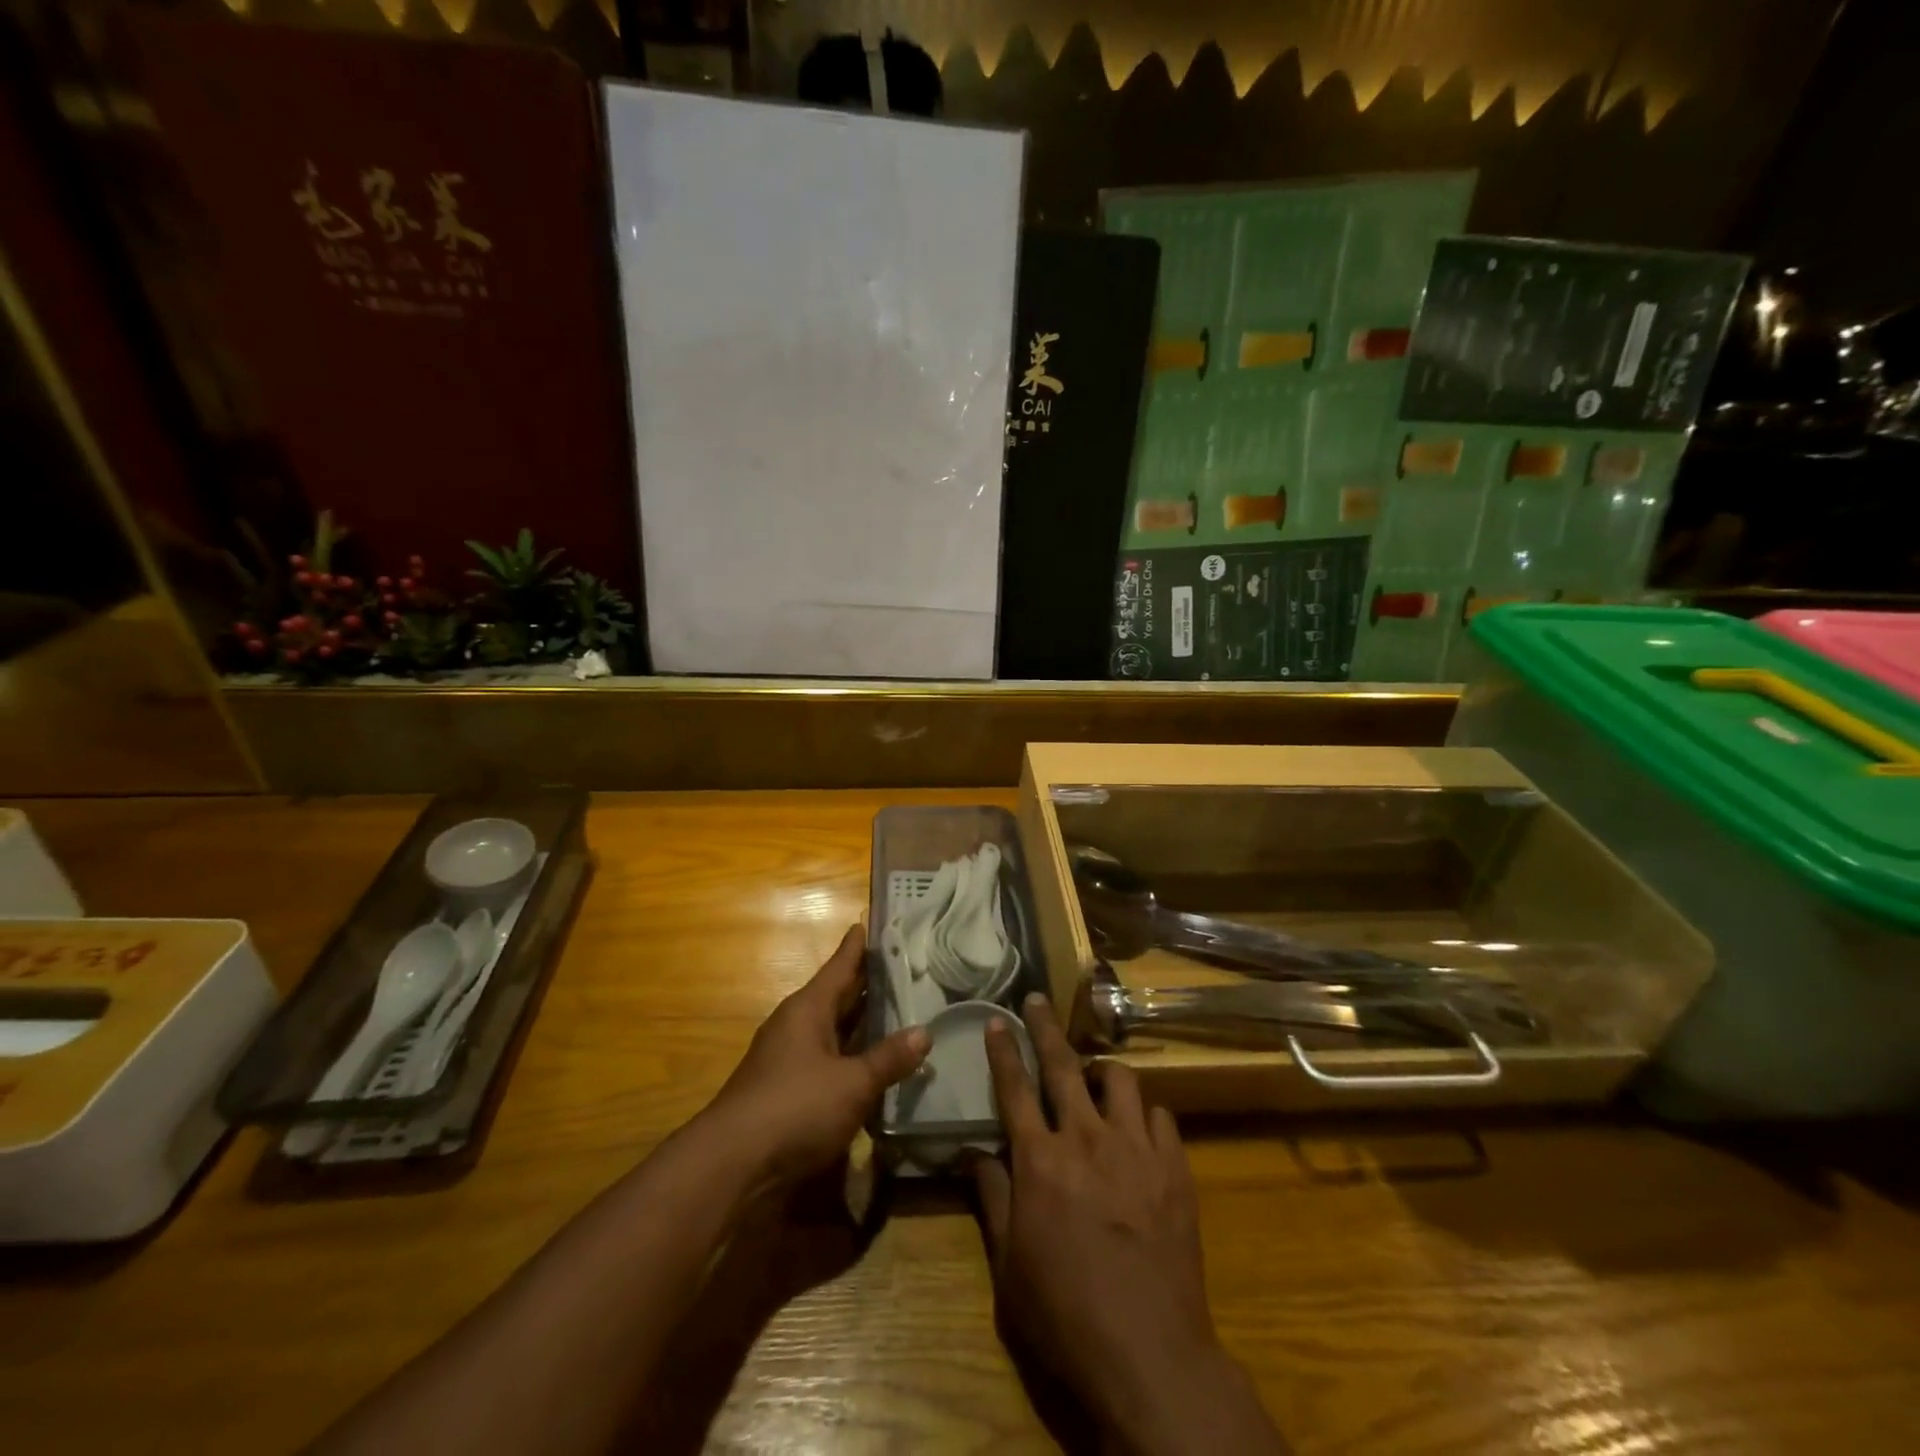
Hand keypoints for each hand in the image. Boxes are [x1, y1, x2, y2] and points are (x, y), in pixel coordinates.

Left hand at [709, 924, 928, 1182]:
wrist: (732, 1164)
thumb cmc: (795, 1108)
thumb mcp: (852, 1084)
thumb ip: (888, 1059)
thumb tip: (924, 1033)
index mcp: (809, 1008)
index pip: (840, 966)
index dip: (857, 946)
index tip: (870, 922)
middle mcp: (797, 1025)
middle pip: (837, 996)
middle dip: (867, 984)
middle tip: (903, 968)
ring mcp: (788, 1057)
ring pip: (833, 1029)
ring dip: (861, 1024)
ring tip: (898, 1012)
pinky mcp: (787, 1089)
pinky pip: (828, 1059)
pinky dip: (851, 1056)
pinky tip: (874, 1065)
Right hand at [971, 994, 1285, 1455]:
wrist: (1149, 1354)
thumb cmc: (1065, 1315)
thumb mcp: (1009, 1266)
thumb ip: (992, 1199)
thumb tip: (977, 1152)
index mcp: (1039, 1161)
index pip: (1014, 1088)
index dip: (1003, 1050)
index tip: (996, 1019)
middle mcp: (1085, 1139)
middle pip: (1063, 1064)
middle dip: (1045, 1027)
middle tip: (1036, 1001)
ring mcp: (1135, 1148)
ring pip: (1119, 1078)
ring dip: (1101, 1070)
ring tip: (1094, 1078)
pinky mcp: (1174, 1167)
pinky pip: (1159, 1115)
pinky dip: (1143, 1112)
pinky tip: (1137, 1127)